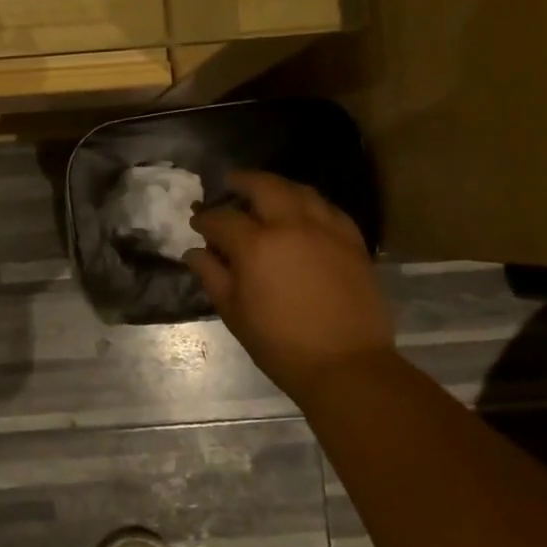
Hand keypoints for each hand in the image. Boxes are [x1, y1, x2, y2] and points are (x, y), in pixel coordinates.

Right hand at [187, 171, 395, 393]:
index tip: (197, 223)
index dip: (205, 219)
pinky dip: (311, 205)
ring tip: (267, 193)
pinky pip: (330, 210)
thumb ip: (211, 275)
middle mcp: (291, 226)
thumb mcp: (234, 312)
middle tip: (229, 183)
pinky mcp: (353, 242)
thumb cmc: (279, 343)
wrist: (345, 365)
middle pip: (264, 186)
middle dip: (241, 181)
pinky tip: (304, 213)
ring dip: (278, 187)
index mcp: (256, 246)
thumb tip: (194, 252)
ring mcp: (326, 231)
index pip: (222, 219)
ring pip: (301, 191)